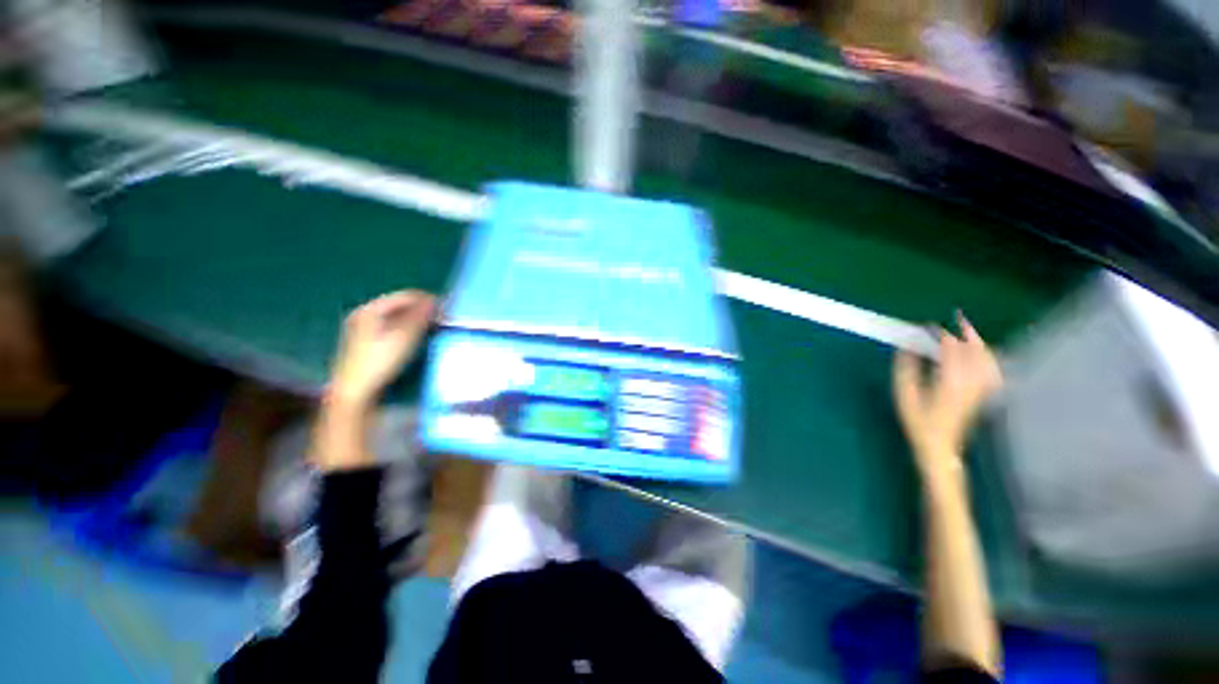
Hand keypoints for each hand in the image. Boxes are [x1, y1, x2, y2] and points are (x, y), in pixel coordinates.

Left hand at [329, 290, 436, 408]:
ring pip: (397, 318)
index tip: (446, 310)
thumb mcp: (404, 337)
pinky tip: (416, 340)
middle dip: (422, 311)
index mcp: (370, 309)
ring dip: (416, 321)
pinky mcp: (366, 343)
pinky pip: (392, 328)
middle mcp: (364, 315)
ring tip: (433, 329)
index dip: (428, 300)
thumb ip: (420, 317)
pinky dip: (407, 330)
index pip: (406, 296)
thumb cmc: (379, 361)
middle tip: (442, 320)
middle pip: (400, 306)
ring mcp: (363, 329)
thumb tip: (435, 301)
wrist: (355, 392)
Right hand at [894, 312, 1001, 478]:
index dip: (941, 334)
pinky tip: (985, 354)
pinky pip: (992, 371)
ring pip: (986, 359)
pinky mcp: (983, 394)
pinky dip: (990, 358)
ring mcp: (980, 388)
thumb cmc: (919, 421)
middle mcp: (971, 381)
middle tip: (957, 317)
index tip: (927, 325)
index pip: (950, 349)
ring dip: (979, 343)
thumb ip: (906, 369)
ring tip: (969, 330)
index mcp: (950, 380)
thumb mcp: (905, 395)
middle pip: (974, 351)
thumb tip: (906, 348)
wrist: (940, 446)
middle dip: (966, 333)